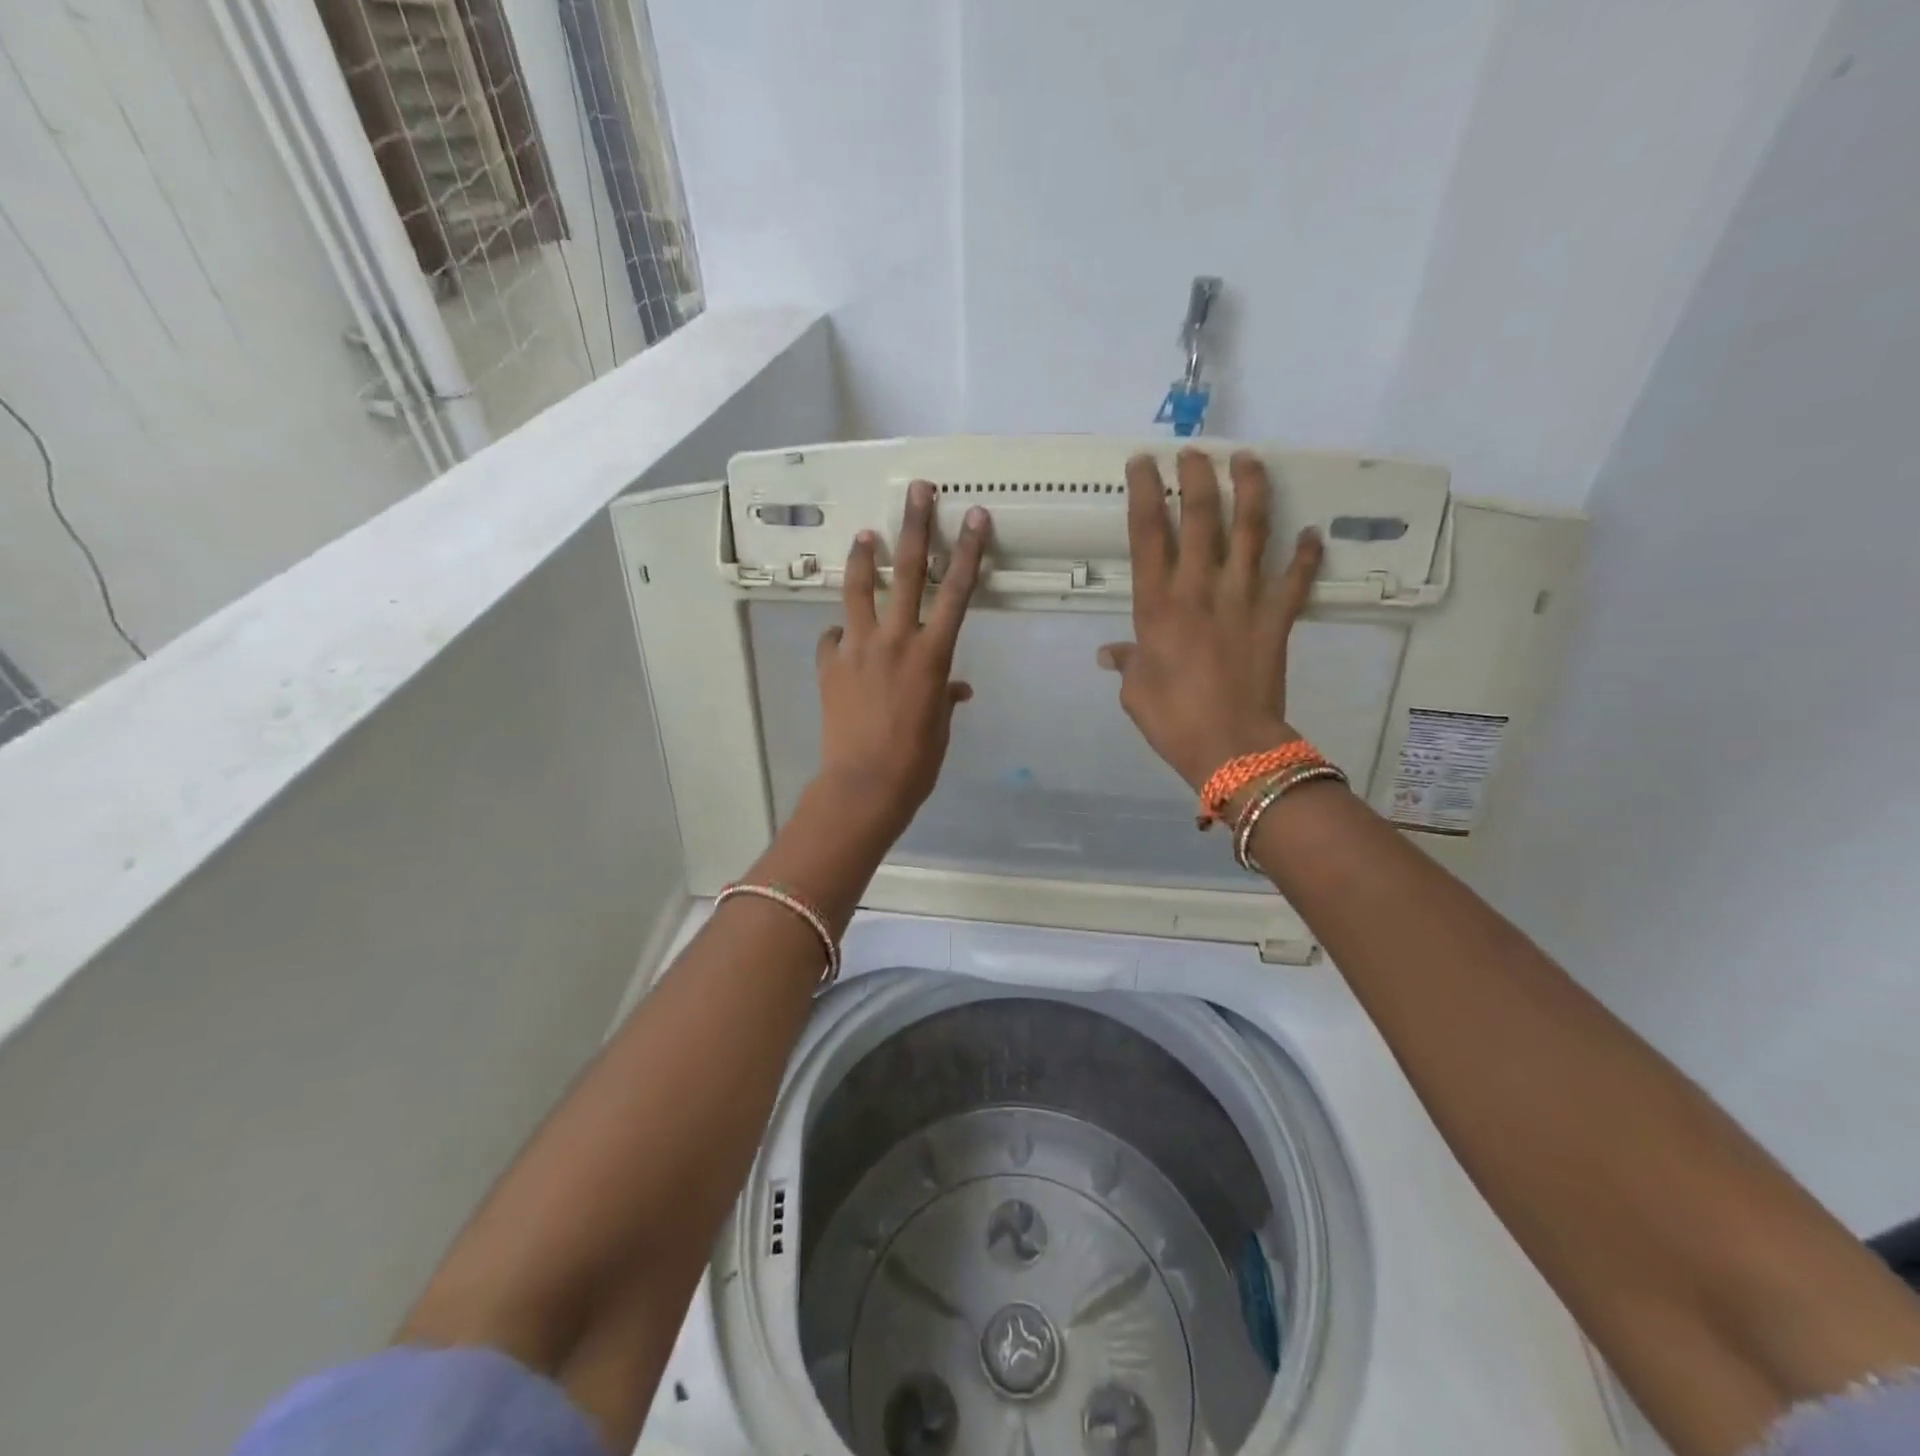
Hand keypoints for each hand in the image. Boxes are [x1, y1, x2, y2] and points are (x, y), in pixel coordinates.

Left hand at [813, 480, 991, 834]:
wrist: (864, 785)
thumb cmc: (916, 761)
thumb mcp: (940, 726)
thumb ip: (945, 696)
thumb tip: (953, 688)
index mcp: (932, 654)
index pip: (956, 592)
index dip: (967, 550)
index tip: (973, 515)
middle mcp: (895, 640)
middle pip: (908, 572)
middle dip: (913, 526)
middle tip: (917, 491)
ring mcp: (857, 648)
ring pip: (859, 589)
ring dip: (864, 558)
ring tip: (865, 536)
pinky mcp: (829, 664)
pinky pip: (833, 636)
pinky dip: (841, 633)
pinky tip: (843, 639)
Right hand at [1098, 450, 1321, 789]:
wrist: (1232, 747)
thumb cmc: (1172, 720)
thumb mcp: (1135, 692)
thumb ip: (1127, 663)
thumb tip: (1111, 654)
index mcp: (1158, 606)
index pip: (1147, 535)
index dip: (1144, 494)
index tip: (1143, 464)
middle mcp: (1200, 589)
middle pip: (1201, 518)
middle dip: (1197, 477)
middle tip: (1194, 452)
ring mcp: (1243, 600)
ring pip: (1251, 532)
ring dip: (1251, 491)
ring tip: (1248, 460)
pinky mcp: (1277, 618)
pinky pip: (1295, 578)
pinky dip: (1305, 554)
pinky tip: (1310, 532)